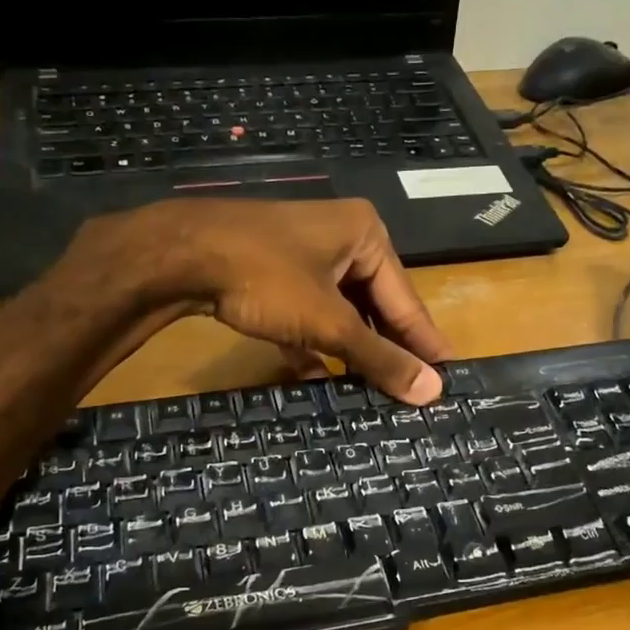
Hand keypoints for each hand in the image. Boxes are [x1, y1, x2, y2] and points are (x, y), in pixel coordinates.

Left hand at [71, 198, 453, 404]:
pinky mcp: (273, 273)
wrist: (180, 255)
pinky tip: (320, 379)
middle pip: (374, 305)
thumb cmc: (266, 278)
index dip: (425, 342)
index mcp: (366, 235)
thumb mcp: (328, 322)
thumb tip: (432, 391)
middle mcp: (341, 238)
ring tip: (373, 393)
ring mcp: (303, 255)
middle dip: (385, 349)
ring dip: (350, 352)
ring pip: (339, 312)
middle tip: (412, 392)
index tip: (449, 377)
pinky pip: (307, 313)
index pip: (407, 300)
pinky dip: (313, 344)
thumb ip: (378, 358)